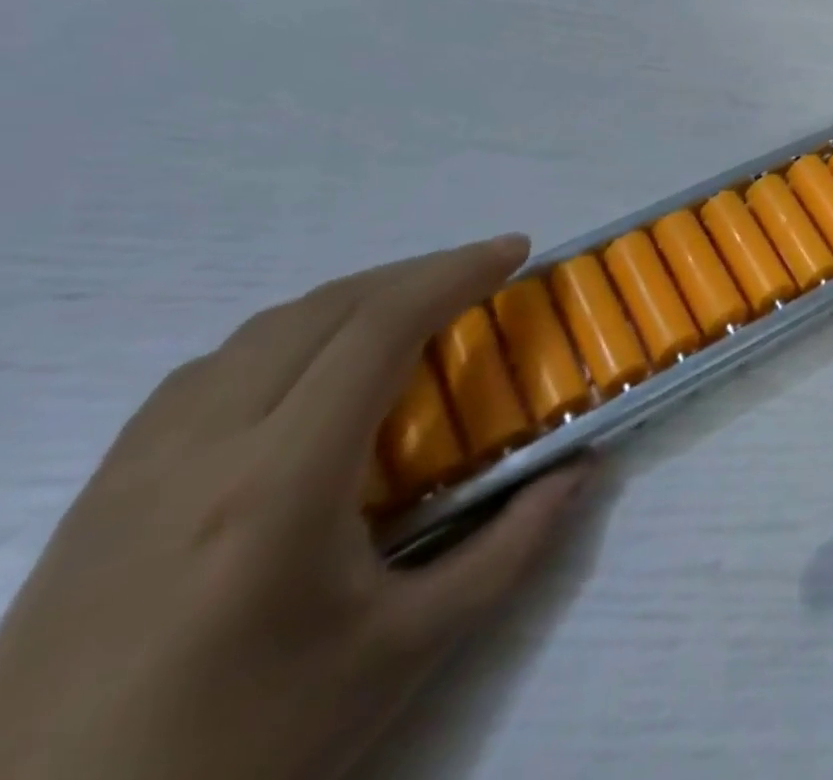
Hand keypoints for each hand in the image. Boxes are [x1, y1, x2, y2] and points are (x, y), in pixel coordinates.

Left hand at [0, 236, 589, 779]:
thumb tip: (583, 469)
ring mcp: (136, 470)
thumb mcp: (406, 651)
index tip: (515, 253)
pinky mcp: (100, 495)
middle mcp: (200, 452)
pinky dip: (285, 336)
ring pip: (258, 331)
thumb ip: (513, 547)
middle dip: (415, 273)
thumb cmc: (247, 746)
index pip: (377, 329)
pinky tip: (313, 370)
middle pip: (320, 310)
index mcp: (280, 484)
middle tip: (482, 273)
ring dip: (351, 298)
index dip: (455, 273)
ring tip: (413, 309)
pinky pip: (207, 371)